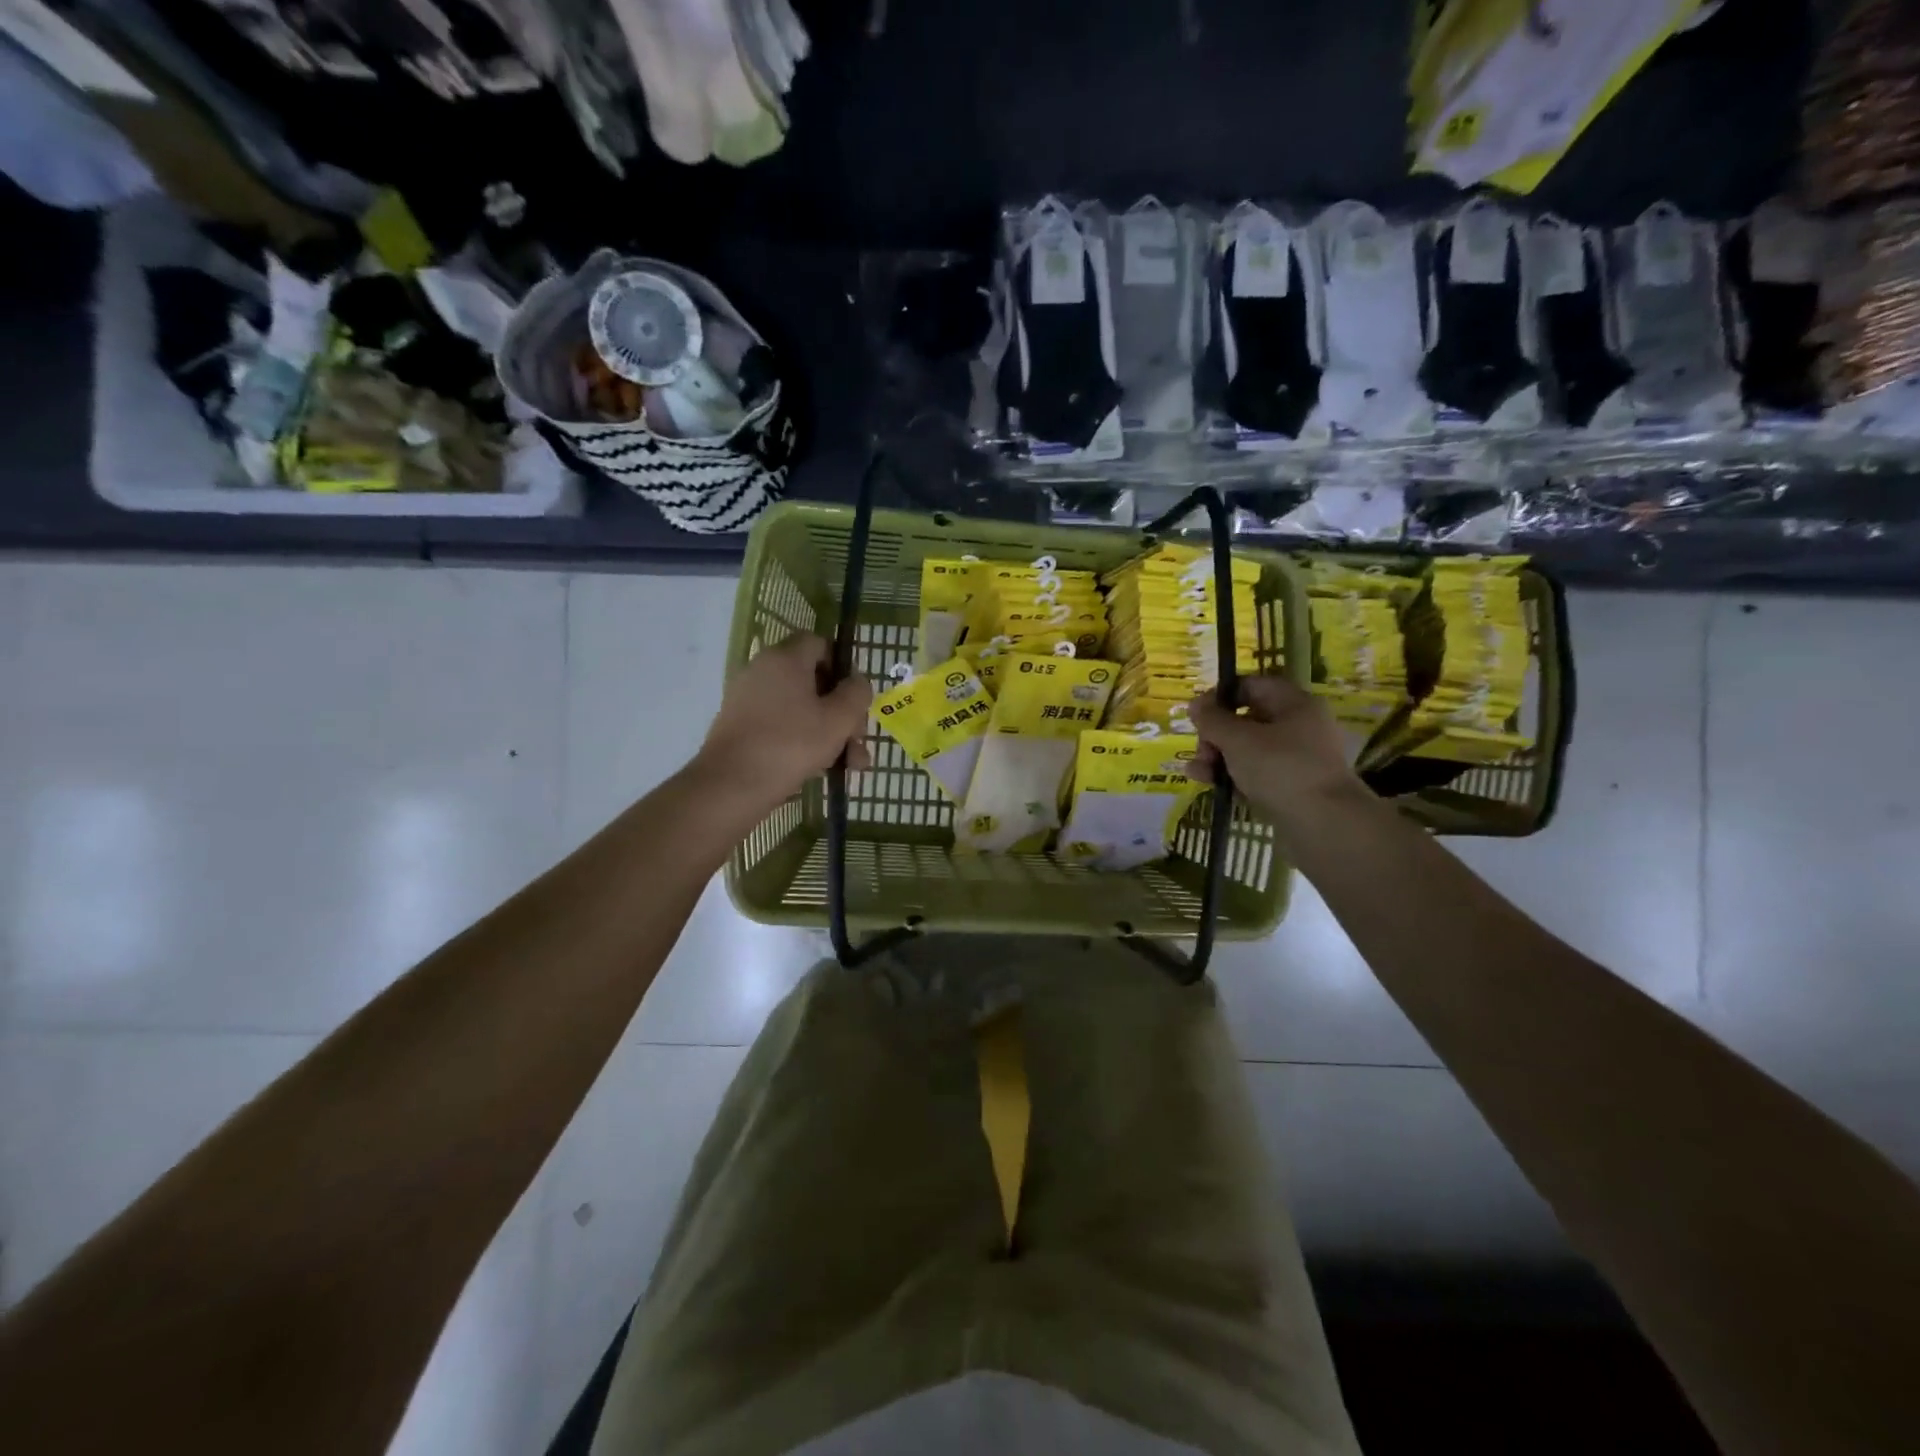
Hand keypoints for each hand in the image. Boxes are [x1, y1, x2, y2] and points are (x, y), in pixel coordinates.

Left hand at [696, 632, 871, 810]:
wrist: (730, 785)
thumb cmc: (791, 744)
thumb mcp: (838, 719)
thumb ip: (856, 694)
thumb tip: (857, 681)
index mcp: (785, 659)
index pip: (819, 643)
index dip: (842, 666)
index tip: (855, 697)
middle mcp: (763, 671)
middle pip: (813, 681)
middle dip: (842, 712)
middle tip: (858, 741)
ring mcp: (748, 699)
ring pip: (800, 709)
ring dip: (829, 733)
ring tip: (850, 766)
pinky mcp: (740, 727)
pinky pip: (781, 725)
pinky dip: (802, 741)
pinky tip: (821, 770)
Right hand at [1187, 675, 1362, 825]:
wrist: (1323, 825)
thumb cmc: (1280, 769)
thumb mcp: (1238, 739)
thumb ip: (1212, 720)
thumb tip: (1195, 705)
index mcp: (1295, 704)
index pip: (1251, 686)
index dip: (1220, 696)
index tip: (1197, 714)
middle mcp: (1299, 726)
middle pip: (1246, 719)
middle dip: (1215, 734)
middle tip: (1201, 751)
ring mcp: (1297, 759)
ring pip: (1248, 749)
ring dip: (1218, 757)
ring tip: (1196, 773)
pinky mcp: (1291, 787)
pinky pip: (1256, 773)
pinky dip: (1232, 776)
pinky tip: (1209, 785)